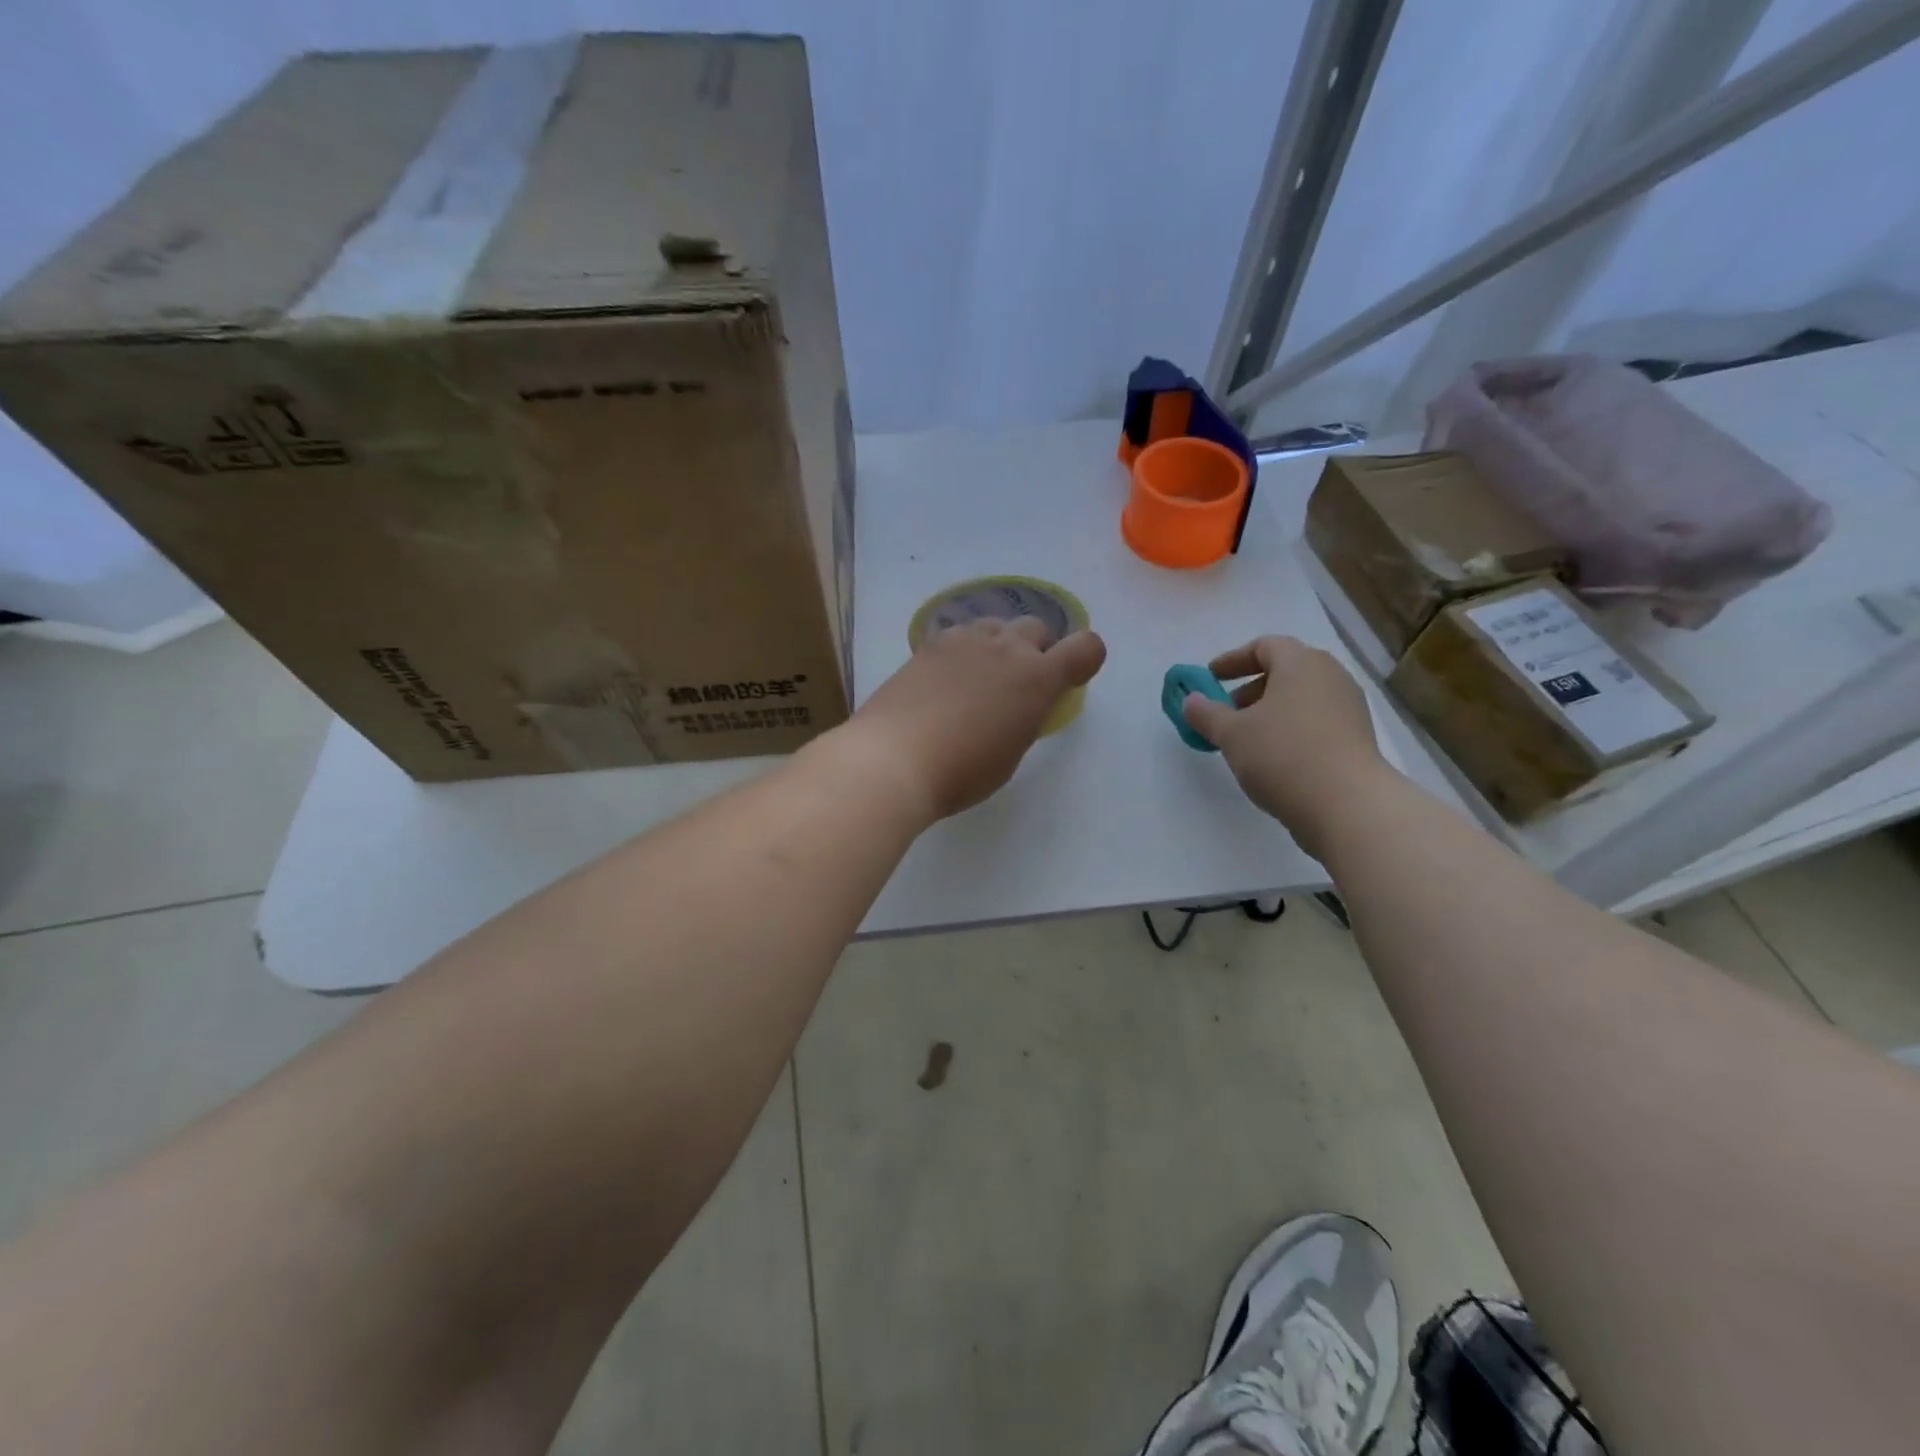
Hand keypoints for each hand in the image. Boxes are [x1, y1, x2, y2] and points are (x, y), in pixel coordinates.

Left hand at [841, 617, 1107, 819]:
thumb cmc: (961, 772)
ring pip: (997, 625)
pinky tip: (946, 679)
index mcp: (1038, 679)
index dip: (1086, 659)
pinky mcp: (930, 644)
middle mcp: (1006, 648)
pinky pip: (960, 634)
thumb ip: (1025, 719)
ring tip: (980, 678)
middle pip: (1037, 628)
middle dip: (1037, 650)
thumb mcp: (1010, 753)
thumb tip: (1018, 705)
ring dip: (1000, 645)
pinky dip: (964, 650)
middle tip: (1019, 684)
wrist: (894, 757)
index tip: (1071, 679)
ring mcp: (965, 640)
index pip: (1085, 647)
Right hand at [1181, 636, 1388, 857]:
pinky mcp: (1357, 737)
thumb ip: (1206, 713)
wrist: (1348, 805)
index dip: (1233, 660)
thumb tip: (1191, 700)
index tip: (1210, 679)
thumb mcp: (1231, 734)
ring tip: (1247, 739)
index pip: (1265, 646)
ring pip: (1301, 698)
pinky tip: (1274, 758)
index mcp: (1301, 663)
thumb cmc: (1283, 756)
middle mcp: (1330, 676)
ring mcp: (1348, 707)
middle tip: (1226, 712)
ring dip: (1270, 711)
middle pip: (1285, 670)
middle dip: (1251, 688)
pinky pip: (1316, 721)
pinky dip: (1291, 728)